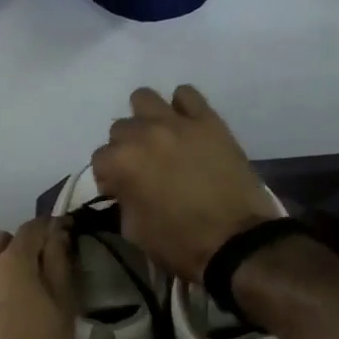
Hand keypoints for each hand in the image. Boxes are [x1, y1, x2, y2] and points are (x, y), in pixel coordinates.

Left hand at [0, 218, 76, 338]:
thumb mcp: (64, 307)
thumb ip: (59, 263)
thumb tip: (57, 233)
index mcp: (12, 263)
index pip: (31, 228)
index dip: (48, 228)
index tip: (61, 236)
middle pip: (1, 242)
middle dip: (21, 248)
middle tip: (40, 272)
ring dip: (1, 274)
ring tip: (19, 303)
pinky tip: (0, 328)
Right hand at [91, 85, 275, 280]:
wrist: (238, 242)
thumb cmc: (181, 243)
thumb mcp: (135, 231)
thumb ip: (123, 200)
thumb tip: (125, 189)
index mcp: (121, 162)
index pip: (100, 159)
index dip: (109, 177)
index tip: (121, 190)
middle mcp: (143, 134)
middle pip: (120, 128)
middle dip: (126, 148)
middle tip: (144, 167)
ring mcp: (176, 122)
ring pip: (144, 99)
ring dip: (146, 118)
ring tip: (160, 139)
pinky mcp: (208, 120)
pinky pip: (187, 94)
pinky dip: (182, 107)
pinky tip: (186, 126)